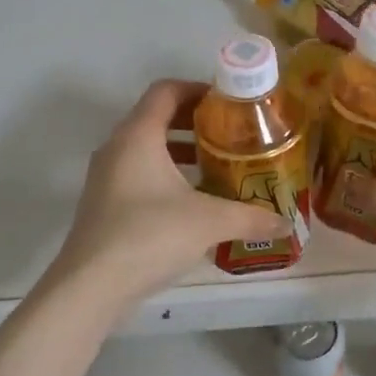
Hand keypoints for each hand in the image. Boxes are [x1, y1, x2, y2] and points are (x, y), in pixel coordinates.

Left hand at [45, 80, 288, 307]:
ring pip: (147, 147)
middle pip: (156, 116)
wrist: (90, 286)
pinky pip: (138, 172)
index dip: (197, 88)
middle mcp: (117, 147)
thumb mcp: (209, 221)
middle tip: (230, 133)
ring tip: (217, 165)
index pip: (166, 90)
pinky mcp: (103, 203)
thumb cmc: (149, 236)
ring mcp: (106, 176)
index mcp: (138, 135)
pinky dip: (166, 174)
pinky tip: (193, 201)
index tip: (228, 102)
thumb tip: (285, 222)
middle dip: (195, 121)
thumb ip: (250, 217)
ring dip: (181, 150)